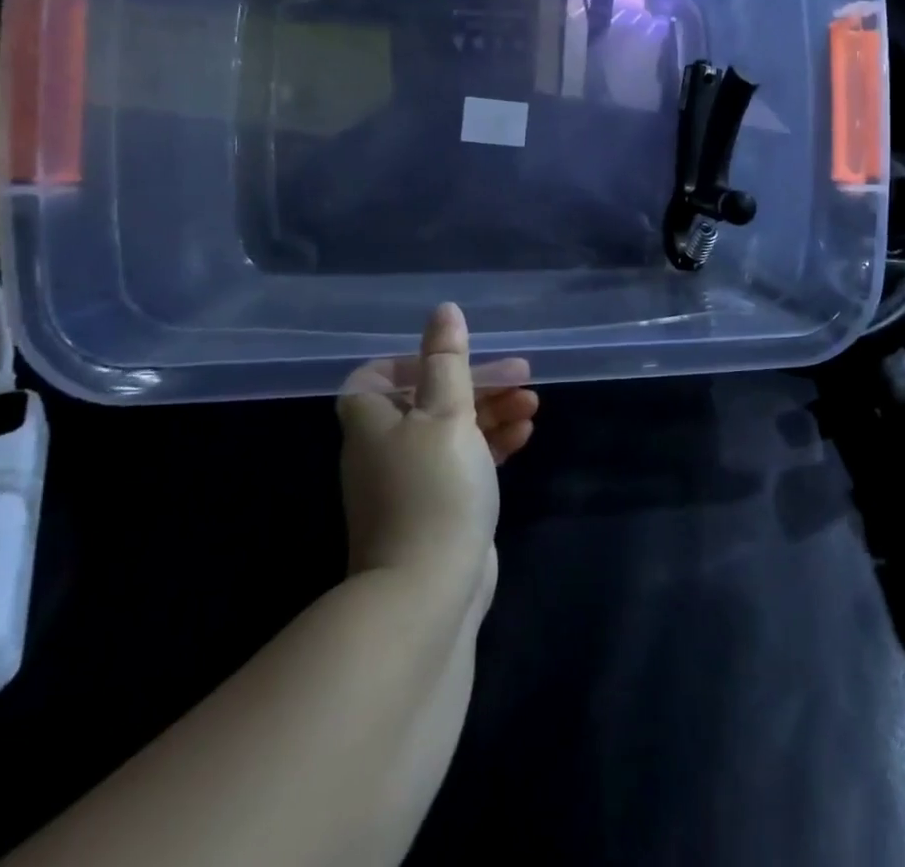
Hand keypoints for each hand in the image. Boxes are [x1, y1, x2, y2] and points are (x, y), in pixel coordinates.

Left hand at [338, 304, 538, 584]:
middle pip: (428, 401)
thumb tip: (444, 310)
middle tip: (521, 375)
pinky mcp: (439, 509)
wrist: (428, 594)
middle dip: (476, 384)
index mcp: (373, 423)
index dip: (411, 362)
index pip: (374, 379)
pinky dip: (491, 445)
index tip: (453, 358)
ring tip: (532, 404)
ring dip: (491, 412)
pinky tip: (524, 436)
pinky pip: (465, 462)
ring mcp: (412, 484)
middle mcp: (385, 450)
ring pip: (452, 432)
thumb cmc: (434, 489)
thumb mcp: (446, 413)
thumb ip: (447, 361)